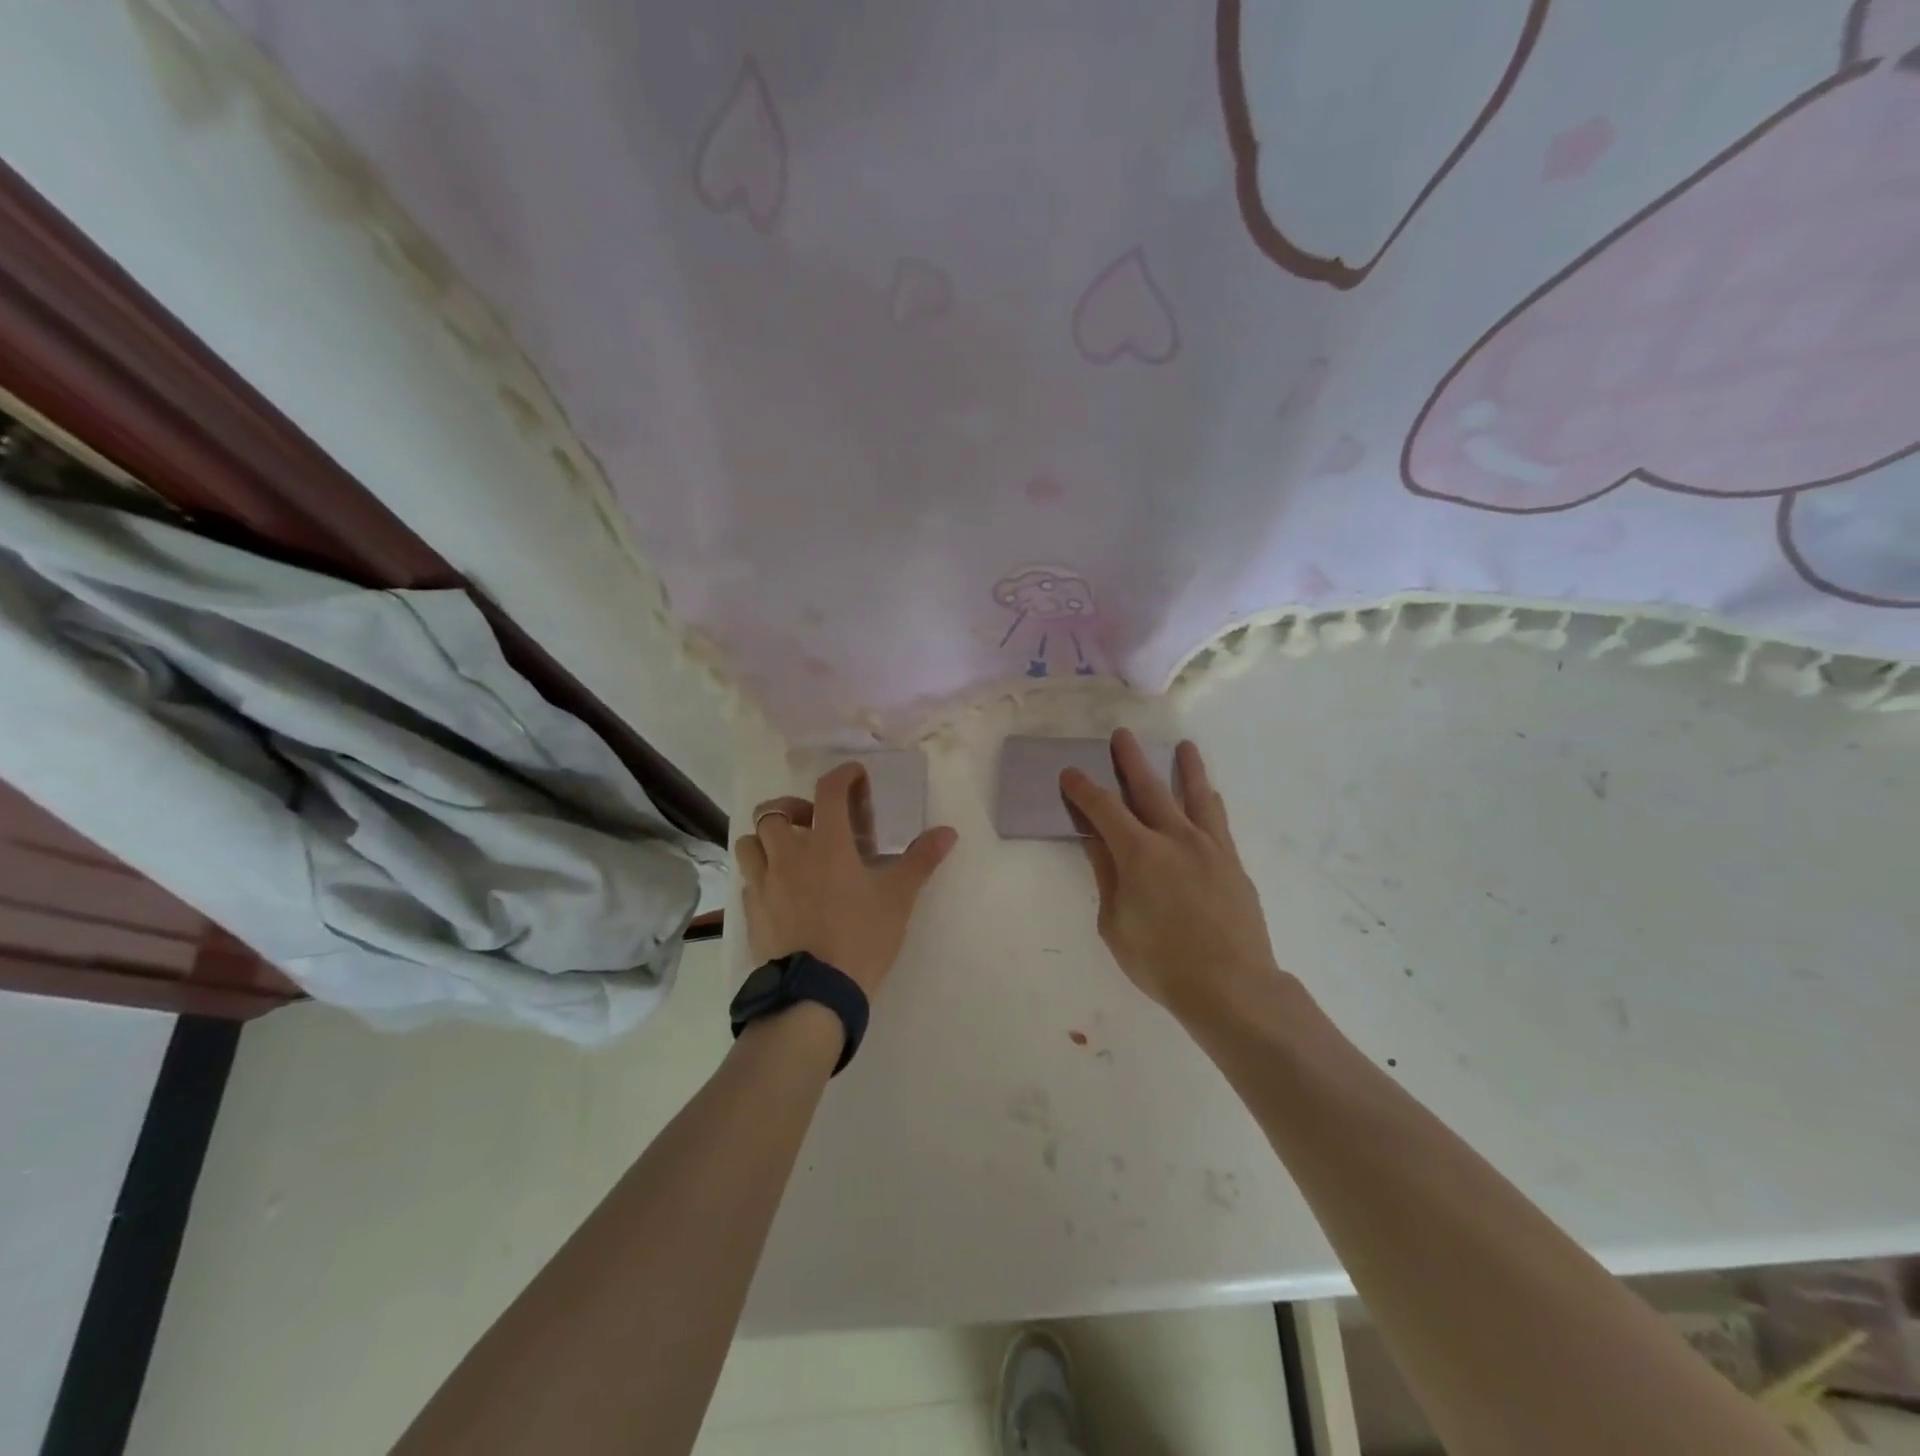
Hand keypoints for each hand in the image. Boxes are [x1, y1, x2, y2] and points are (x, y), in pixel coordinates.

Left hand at [735, 762, 958, 996]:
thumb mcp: (898, 898)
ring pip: (750, 841)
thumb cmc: (861, 938)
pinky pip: (747, 878)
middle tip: (814, 822)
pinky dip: (760, 872)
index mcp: (826, 844)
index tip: (855, 777)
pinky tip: (780, 889)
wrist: (814, 994)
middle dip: (794, 807)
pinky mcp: (751, 910)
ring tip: (789, 852)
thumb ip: (920, 860)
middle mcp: (788, 854)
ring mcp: (764, 882)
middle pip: (774, 810)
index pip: (829, 791)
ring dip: (768, 838)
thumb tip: (948, 832)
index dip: (843, 776)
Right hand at [1060, 730, 1281, 1020]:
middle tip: (1122, 736)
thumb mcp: (1115, 924)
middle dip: (1130, 760)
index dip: (1083, 789)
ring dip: (1186, 767)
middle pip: (1148, 789)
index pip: (1104, 809)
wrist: (1231, 986)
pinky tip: (1210, 793)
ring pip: (1194, 795)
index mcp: (1139, 853)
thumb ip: (1107, 876)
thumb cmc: (1161, 962)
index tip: (1070, 773)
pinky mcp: (1232, 861)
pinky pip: (1219, 821)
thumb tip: (1095, 841)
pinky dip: (1210, 801)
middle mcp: (1174, 838)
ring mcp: (1208, 847)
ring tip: (1184, 746)